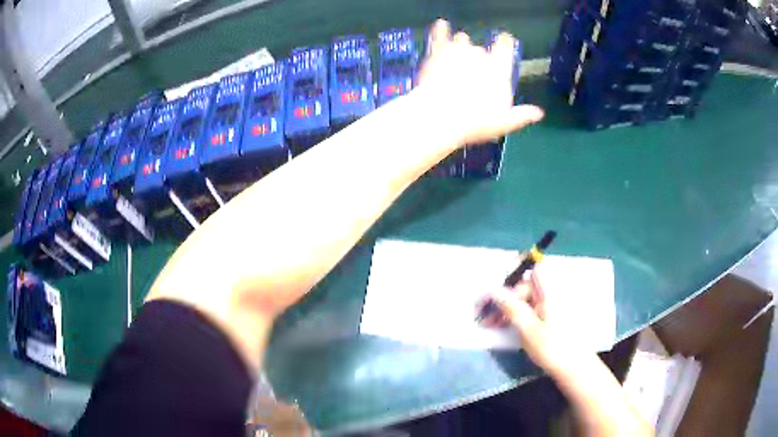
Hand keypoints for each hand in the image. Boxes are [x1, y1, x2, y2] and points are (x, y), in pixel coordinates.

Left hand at [415, 20, 543, 145]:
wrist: (440, 115)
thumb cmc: (475, 121)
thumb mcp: (504, 122)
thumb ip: (522, 114)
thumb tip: (539, 113)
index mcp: (499, 69)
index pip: (506, 48)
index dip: (505, 43)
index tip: (504, 40)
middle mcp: (482, 55)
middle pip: (481, 49)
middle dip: (477, 57)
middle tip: (471, 71)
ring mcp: (459, 50)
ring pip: (462, 40)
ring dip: (461, 45)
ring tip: (456, 55)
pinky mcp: (438, 51)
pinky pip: (440, 34)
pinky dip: (441, 29)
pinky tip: (441, 25)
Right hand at [478, 272, 573, 373]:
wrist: (574, 368)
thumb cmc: (552, 348)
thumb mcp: (528, 329)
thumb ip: (511, 307)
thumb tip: (494, 290)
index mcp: (550, 292)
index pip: (533, 270)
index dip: (516, 276)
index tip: (498, 293)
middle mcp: (552, 294)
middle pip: (526, 286)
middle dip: (506, 298)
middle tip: (487, 317)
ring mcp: (553, 306)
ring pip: (526, 299)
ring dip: (508, 309)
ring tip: (491, 324)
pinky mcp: (552, 317)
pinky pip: (531, 309)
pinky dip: (517, 315)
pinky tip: (505, 327)